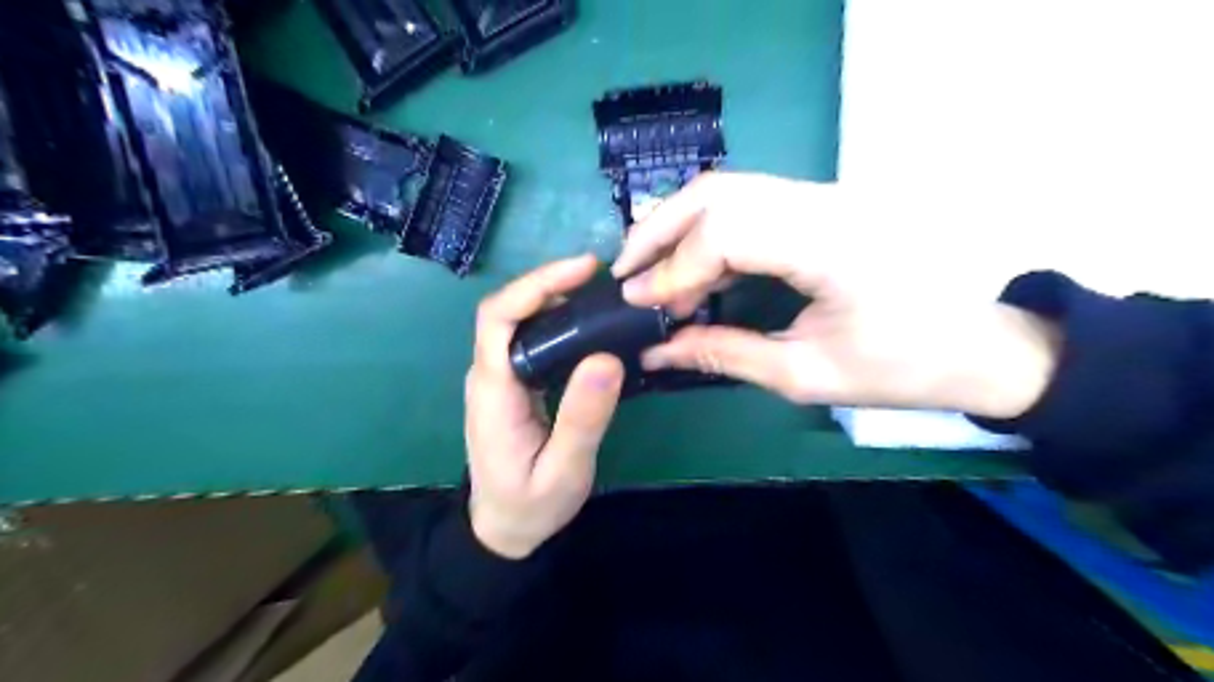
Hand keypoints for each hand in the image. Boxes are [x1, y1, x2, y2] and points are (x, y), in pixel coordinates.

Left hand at [466, 255, 625, 559]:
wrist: (503, 529)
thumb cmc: (531, 504)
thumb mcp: (564, 469)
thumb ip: (583, 418)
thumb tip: (607, 358)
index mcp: (494, 391)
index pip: (499, 319)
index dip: (536, 285)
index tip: (582, 270)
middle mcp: (489, 375)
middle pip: (508, 310)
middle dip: (549, 283)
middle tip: (600, 275)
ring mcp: (499, 378)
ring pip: (519, 321)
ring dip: (554, 297)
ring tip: (600, 290)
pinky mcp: (513, 384)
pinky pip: (530, 339)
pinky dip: (557, 320)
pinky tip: (588, 322)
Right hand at [611, 172, 1059, 414]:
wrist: (976, 345)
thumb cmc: (901, 369)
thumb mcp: (806, 375)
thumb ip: (723, 353)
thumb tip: (658, 350)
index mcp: (833, 246)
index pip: (728, 231)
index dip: (675, 266)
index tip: (642, 302)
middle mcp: (827, 203)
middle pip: (720, 191)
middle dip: (661, 230)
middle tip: (627, 274)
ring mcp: (827, 195)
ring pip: (730, 187)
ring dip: (680, 224)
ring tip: (651, 270)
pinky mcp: (823, 203)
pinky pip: (749, 201)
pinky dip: (708, 228)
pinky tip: (692, 263)